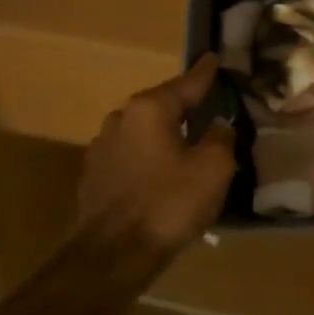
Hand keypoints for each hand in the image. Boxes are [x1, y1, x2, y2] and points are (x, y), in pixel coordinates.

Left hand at [77, 55, 236, 256]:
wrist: (111, 256)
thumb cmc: (168, 204)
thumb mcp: (213, 169)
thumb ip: (220, 139)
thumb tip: (217, 127)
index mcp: (150, 108)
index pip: (187, 82)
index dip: (205, 73)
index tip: (213, 58)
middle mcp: (121, 118)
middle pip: (161, 106)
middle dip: (184, 108)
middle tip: (207, 109)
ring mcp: (102, 147)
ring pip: (143, 132)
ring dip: (163, 136)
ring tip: (184, 147)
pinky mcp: (93, 175)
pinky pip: (130, 156)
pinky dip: (147, 159)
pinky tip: (159, 176)